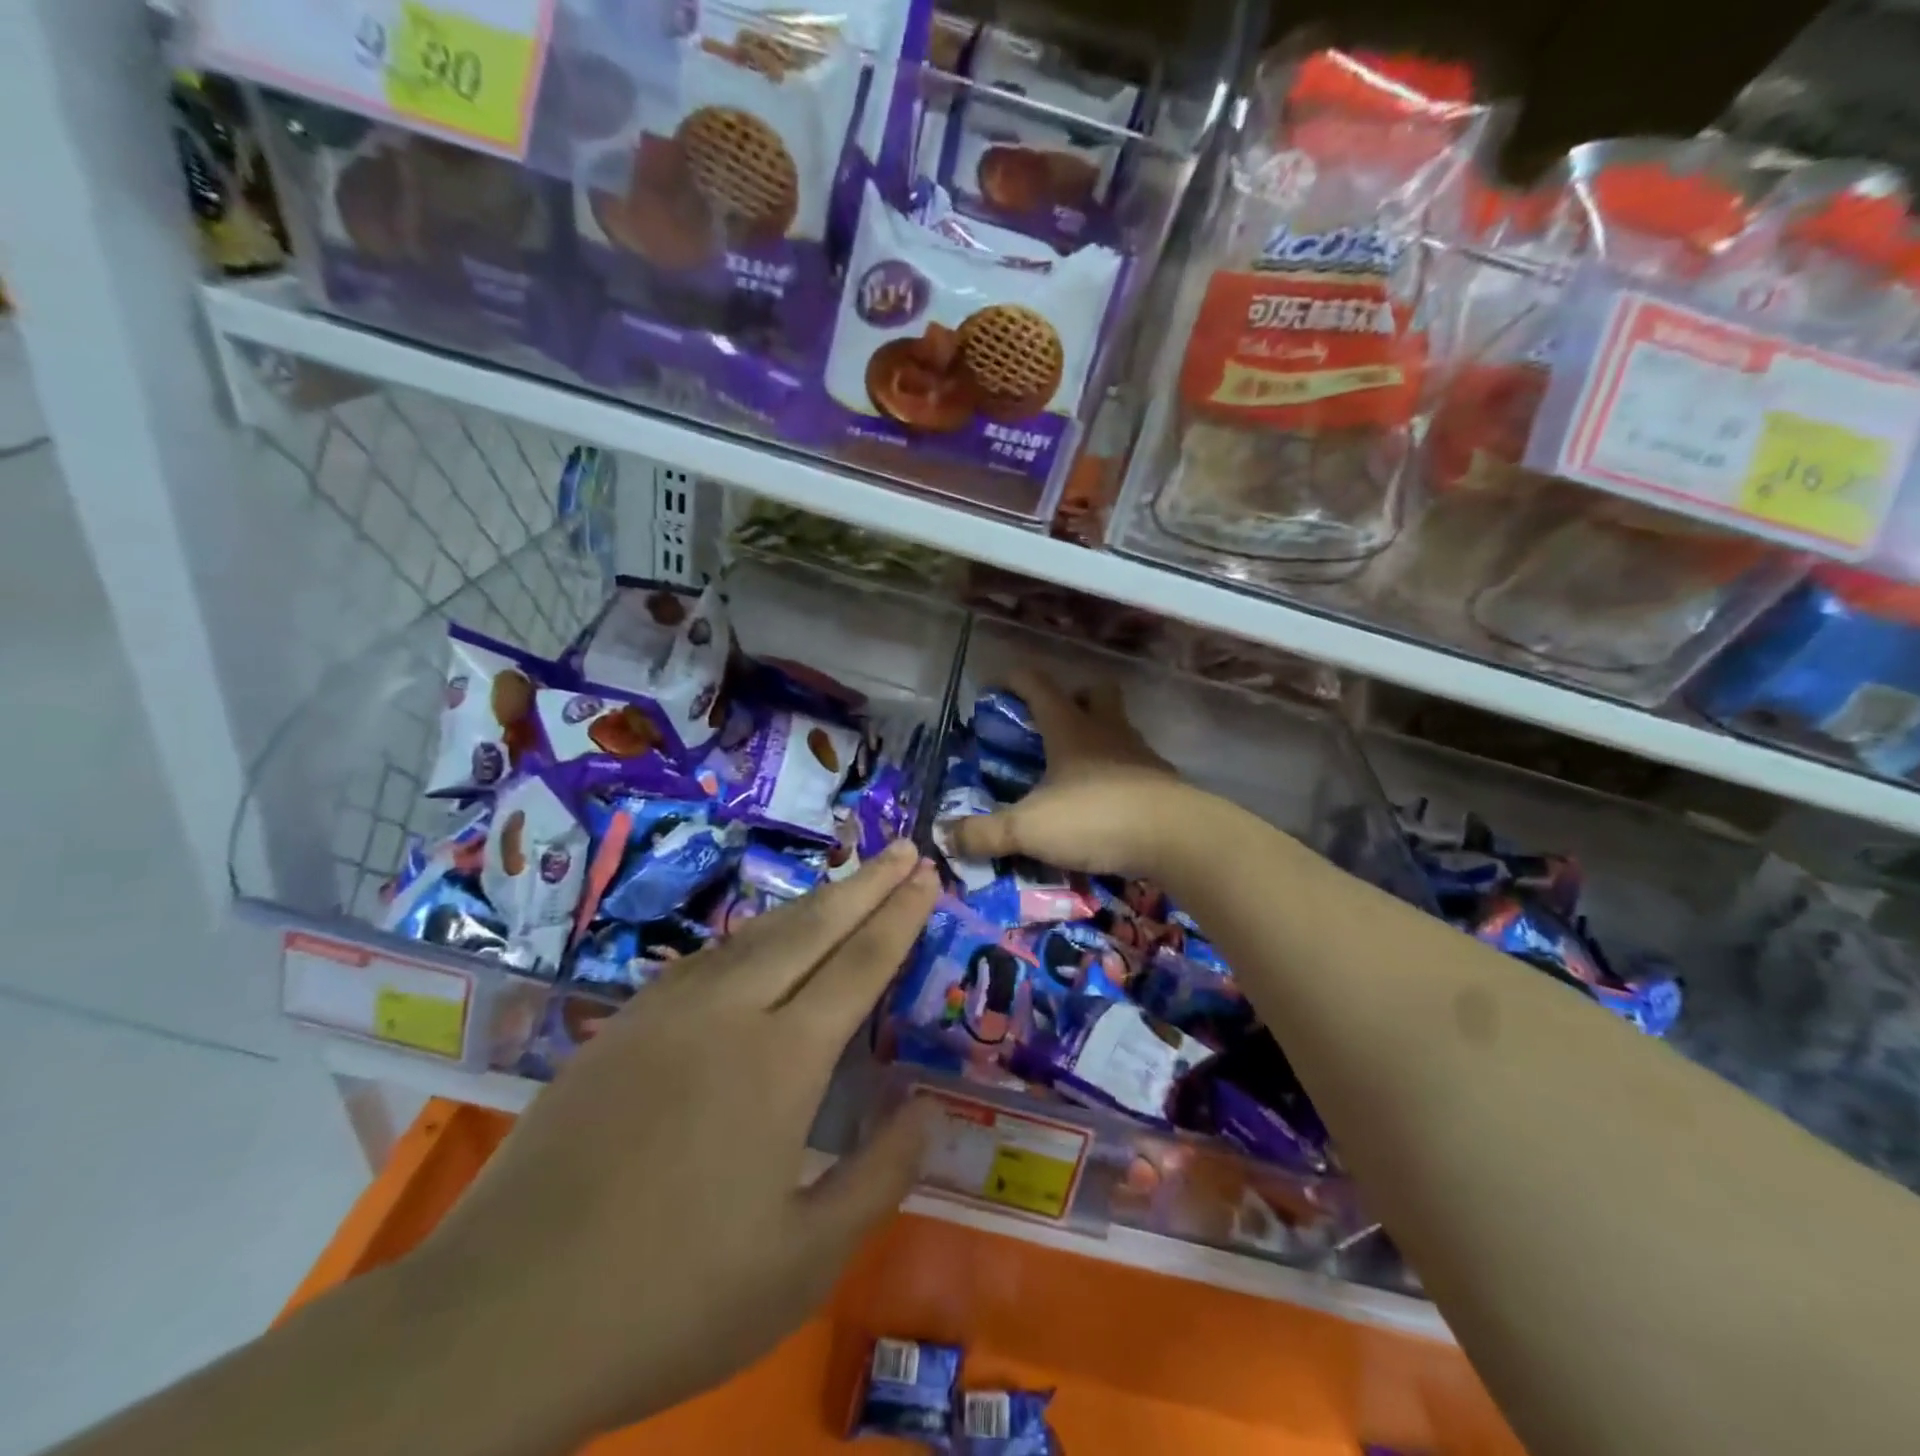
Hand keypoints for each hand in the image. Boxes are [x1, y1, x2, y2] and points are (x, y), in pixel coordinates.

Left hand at [402, 842, 940, 1444]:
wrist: (499, 1316)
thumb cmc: (670, 1298)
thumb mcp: (803, 1263)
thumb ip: (879, 1177)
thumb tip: (925, 1107)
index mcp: (780, 1060)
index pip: (859, 963)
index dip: (900, 916)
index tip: (929, 875)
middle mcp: (728, 1012)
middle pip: (812, 925)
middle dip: (866, 883)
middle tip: (905, 848)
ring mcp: (667, 1011)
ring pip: (756, 933)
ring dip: (811, 902)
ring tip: (848, 884)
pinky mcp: (621, 1026)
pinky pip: (706, 959)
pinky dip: (751, 937)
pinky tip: (757, 943)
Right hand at [946, 668, 1195, 879]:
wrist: (1176, 839)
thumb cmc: (1096, 818)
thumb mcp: (1029, 829)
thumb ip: (984, 833)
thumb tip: (944, 836)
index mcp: (1070, 729)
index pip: (1039, 685)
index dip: (1015, 679)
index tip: (996, 684)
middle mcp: (1107, 732)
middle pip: (1095, 693)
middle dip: (1074, 697)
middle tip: (1052, 723)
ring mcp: (1140, 755)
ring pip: (1119, 728)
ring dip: (1099, 736)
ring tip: (1076, 769)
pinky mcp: (1162, 784)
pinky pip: (1136, 766)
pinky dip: (1119, 775)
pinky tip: (1106, 801)